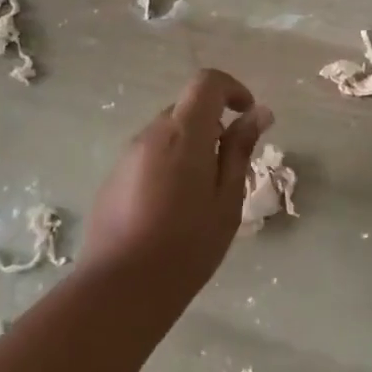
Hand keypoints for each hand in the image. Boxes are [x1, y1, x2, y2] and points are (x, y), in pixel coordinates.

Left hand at [80, 68, 272, 308]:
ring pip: (168, 133)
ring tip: (202, 197)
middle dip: (214, 126)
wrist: (120, 289)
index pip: (206, 82)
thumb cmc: (186, 246)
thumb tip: (259, 112)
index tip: (248, 115)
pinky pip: (149, 155)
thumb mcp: (227, 199)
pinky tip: (172, 210)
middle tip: (230, 171)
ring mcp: (127, 155)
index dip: (231, 88)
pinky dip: (169, 165)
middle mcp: (151, 134)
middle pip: (187, 109)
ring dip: (191, 148)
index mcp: (184, 133)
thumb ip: (240, 150)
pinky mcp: (113, 178)